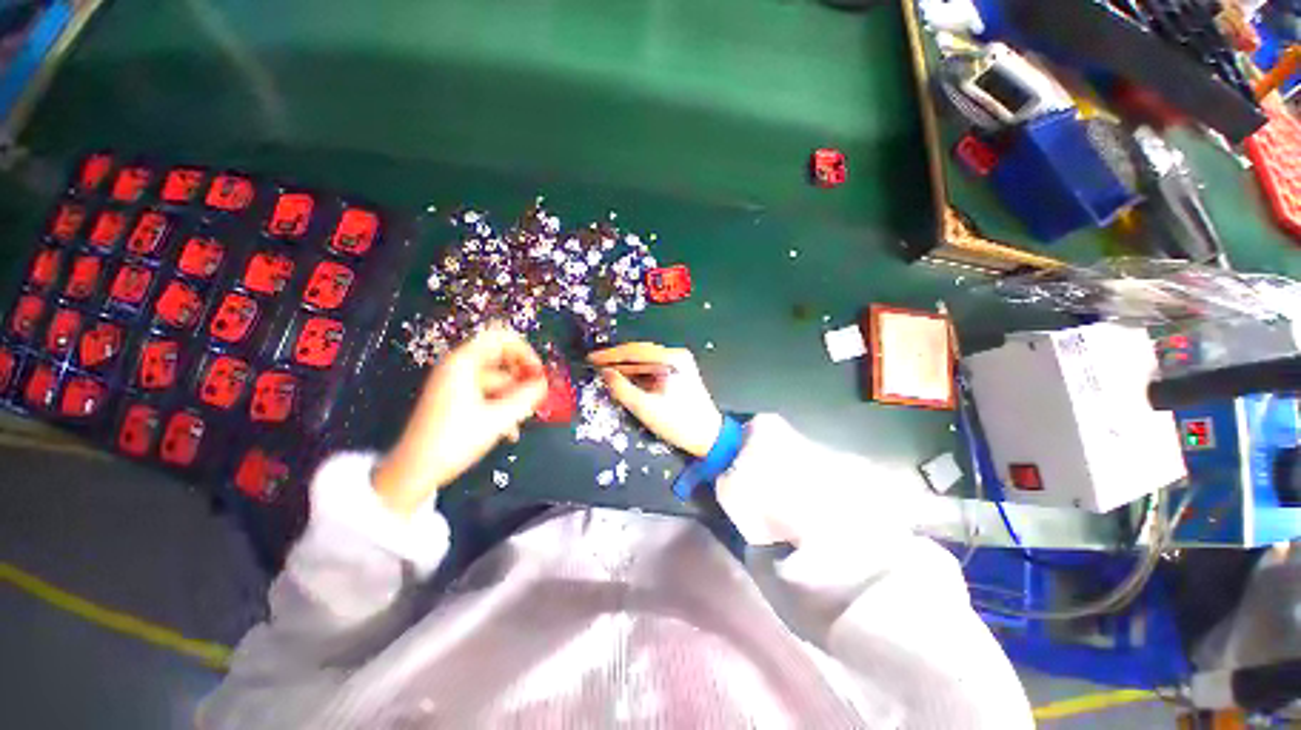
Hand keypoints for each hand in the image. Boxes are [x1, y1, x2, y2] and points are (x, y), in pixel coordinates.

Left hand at [373, 326, 546, 516]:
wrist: (414, 471)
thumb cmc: (454, 441)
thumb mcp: (498, 419)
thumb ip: (527, 397)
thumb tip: (545, 383)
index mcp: (463, 363)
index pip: (501, 338)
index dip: (524, 351)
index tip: (537, 372)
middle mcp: (458, 367)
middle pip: (501, 359)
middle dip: (521, 377)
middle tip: (536, 395)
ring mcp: (456, 383)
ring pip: (497, 380)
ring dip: (514, 396)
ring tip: (523, 418)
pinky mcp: (456, 399)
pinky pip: (487, 393)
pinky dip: (501, 405)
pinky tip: (509, 429)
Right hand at [589, 343, 722, 457]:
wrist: (708, 436)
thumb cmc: (678, 423)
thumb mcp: (645, 408)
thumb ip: (622, 389)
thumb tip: (605, 373)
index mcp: (672, 359)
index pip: (635, 351)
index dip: (610, 355)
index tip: (591, 358)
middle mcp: (676, 355)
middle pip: (640, 353)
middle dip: (617, 359)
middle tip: (595, 365)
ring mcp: (679, 363)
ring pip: (645, 360)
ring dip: (626, 366)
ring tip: (605, 372)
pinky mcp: (678, 372)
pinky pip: (652, 367)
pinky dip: (637, 372)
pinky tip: (624, 378)